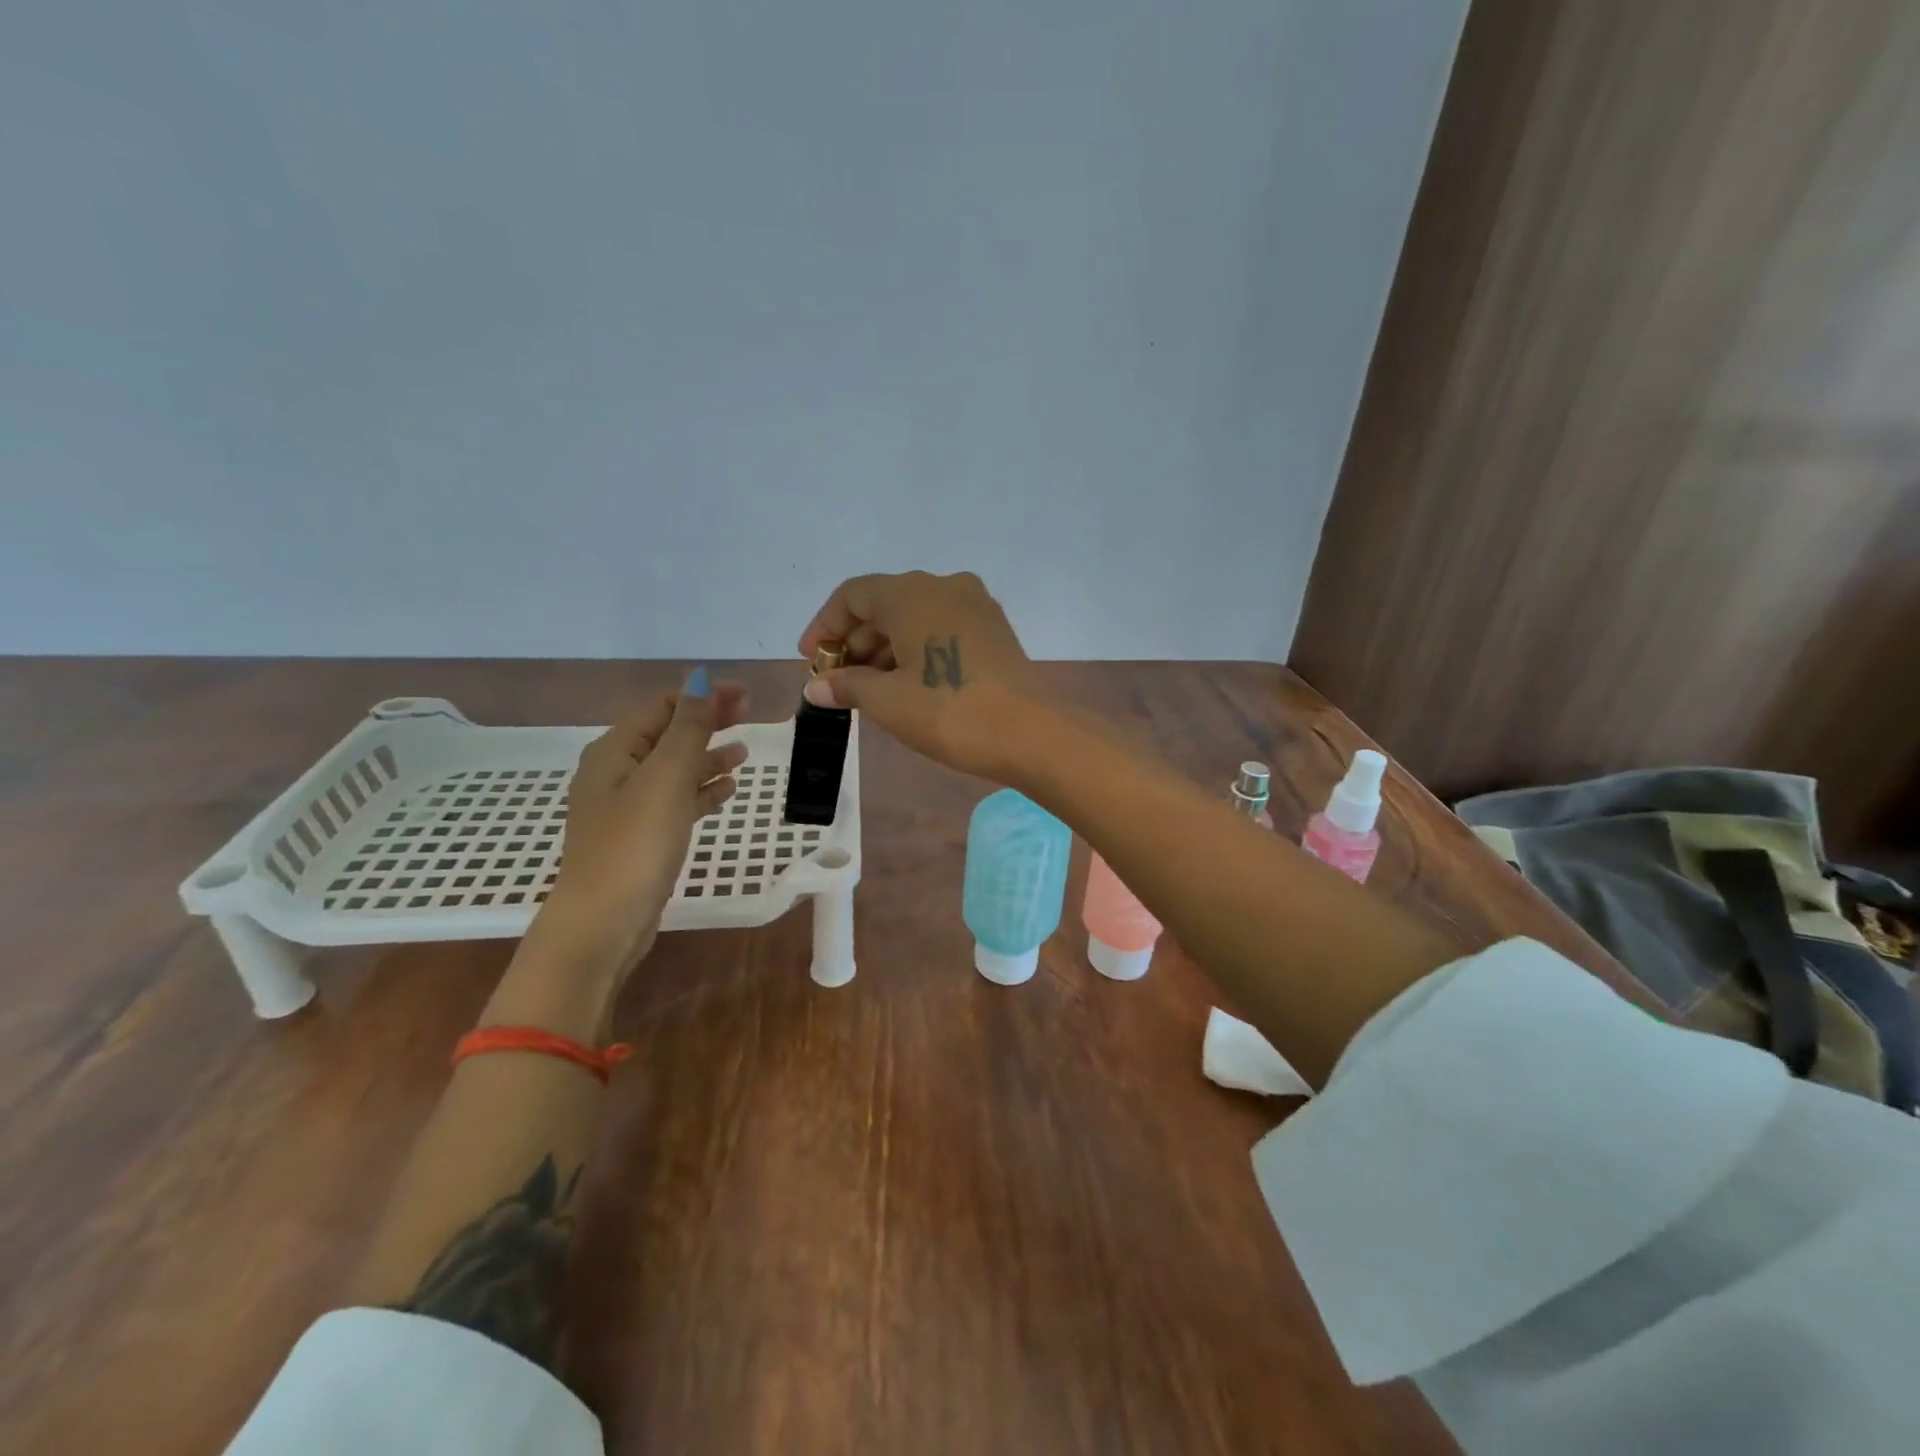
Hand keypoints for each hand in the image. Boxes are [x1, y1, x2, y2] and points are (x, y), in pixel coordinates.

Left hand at [532, 671, 748, 980]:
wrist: (603, 923)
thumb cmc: (634, 844)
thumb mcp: (666, 778)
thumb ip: (687, 729)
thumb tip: (700, 681)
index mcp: (615, 751)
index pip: (662, 706)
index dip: (702, 695)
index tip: (745, 695)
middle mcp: (617, 773)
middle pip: (668, 734)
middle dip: (707, 722)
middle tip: (750, 714)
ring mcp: (628, 808)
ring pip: (675, 769)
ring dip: (707, 757)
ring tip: (744, 754)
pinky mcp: (642, 837)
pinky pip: (676, 801)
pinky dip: (701, 791)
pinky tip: (726, 790)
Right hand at [798, 571, 1037, 781]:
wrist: (1029, 733)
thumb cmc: (949, 711)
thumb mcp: (887, 701)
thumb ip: (847, 686)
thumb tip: (817, 687)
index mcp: (912, 593)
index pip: (852, 595)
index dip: (824, 626)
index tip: (812, 661)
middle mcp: (944, 585)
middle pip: (884, 604)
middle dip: (855, 642)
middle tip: (838, 682)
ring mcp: (975, 605)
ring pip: (914, 617)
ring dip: (884, 648)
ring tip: (869, 690)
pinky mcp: (993, 629)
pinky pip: (941, 627)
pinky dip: (916, 649)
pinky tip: (906, 684)